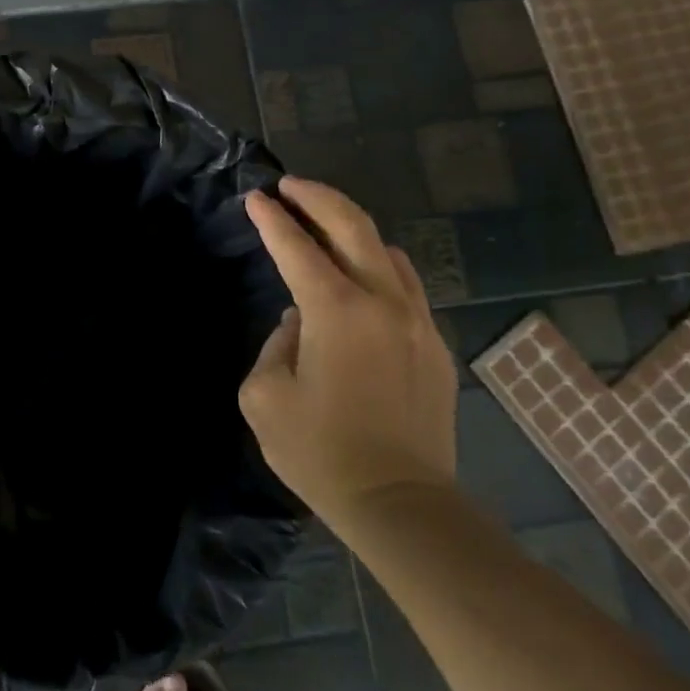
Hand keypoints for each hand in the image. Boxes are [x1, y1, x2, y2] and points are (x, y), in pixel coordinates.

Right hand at [239, 178, 456, 529]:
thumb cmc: (319, 452)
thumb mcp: (265, 396)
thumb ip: (275, 344)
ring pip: (387, 251)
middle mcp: (383, 302)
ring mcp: (417, 321)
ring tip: (323, 227)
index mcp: (336, 312)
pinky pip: (406, 285)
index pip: (298, 247)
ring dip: (351, 230)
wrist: (400, 503)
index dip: (273, 219)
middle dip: (318, 198)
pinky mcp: (434, 345)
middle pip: (354, 227)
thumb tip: (298, 324)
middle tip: (290, 187)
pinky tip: (359, 277)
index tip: (255, 197)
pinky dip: (377, 265)